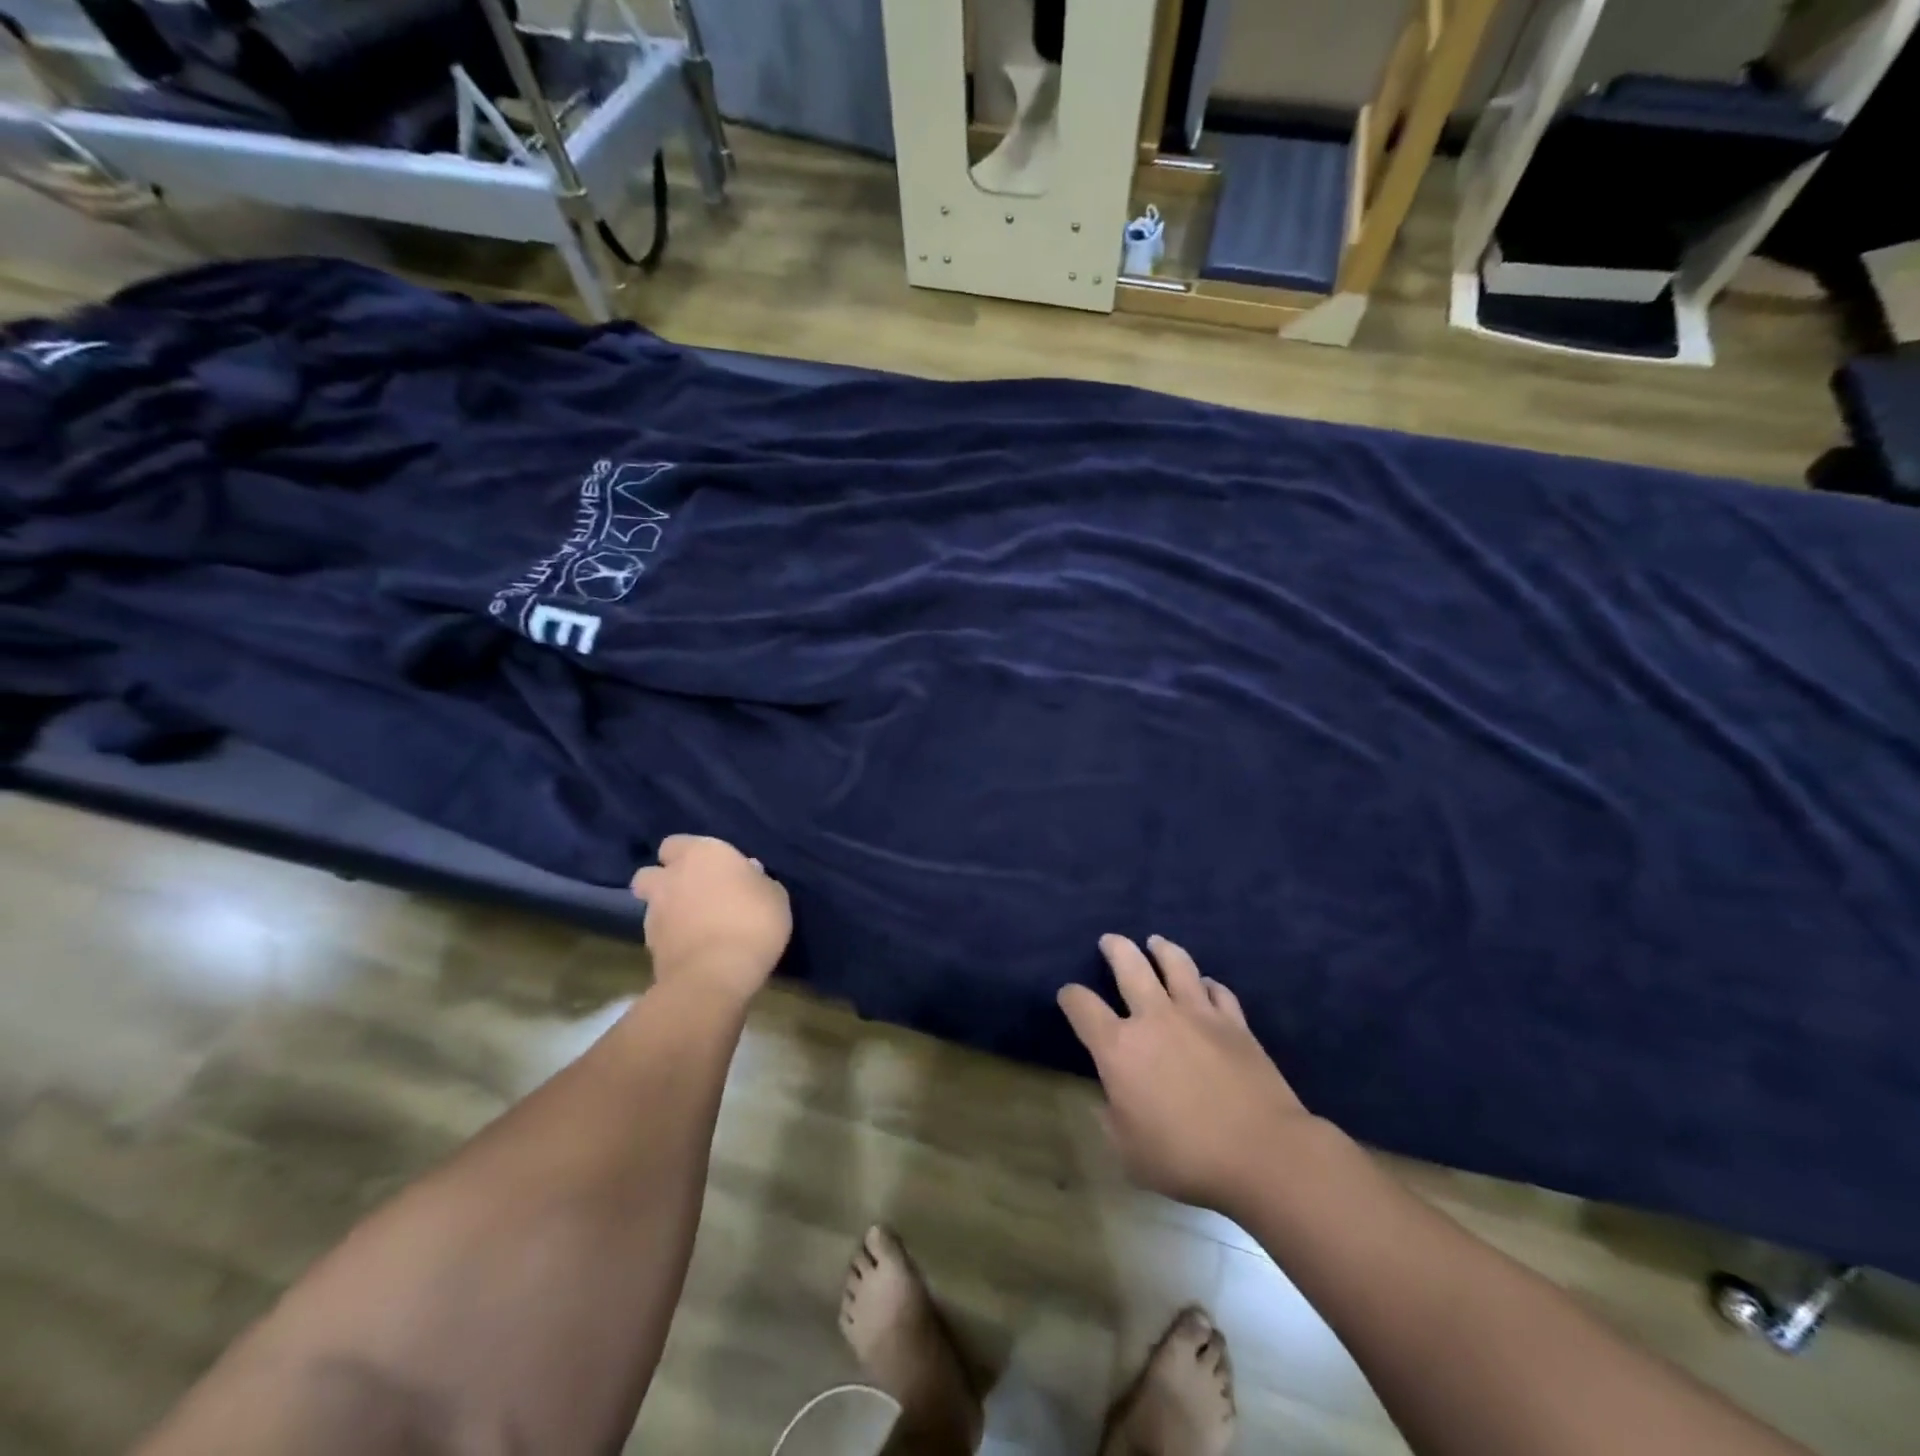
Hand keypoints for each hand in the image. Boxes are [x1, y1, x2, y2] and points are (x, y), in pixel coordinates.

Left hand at [630, 835, 791, 1005]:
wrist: (717, 974)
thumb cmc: (753, 921)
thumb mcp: (774, 895)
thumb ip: (757, 880)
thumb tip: (748, 873)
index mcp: (701, 854)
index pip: (676, 843)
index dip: (688, 855)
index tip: (709, 868)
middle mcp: (671, 877)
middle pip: (650, 873)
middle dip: (663, 881)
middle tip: (691, 894)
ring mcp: (655, 913)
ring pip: (652, 905)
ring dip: (668, 911)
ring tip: (694, 927)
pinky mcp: (649, 946)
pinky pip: (659, 934)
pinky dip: (671, 938)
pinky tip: (694, 949)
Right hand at [1059, 935, 1311, 1210]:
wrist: (1263, 1153)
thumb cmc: (1187, 1158)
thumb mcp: (1130, 1153)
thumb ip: (1112, 1120)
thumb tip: (1109, 1100)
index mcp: (1119, 1048)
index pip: (1082, 1006)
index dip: (1070, 997)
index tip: (1069, 996)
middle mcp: (1154, 1017)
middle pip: (1129, 964)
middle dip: (1115, 948)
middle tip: (1110, 941)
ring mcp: (1198, 1014)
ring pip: (1176, 964)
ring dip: (1162, 949)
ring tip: (1156, 942)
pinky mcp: (1234, 1022)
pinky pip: (1218, 990)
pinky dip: (1207, 984)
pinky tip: (1206, 985)